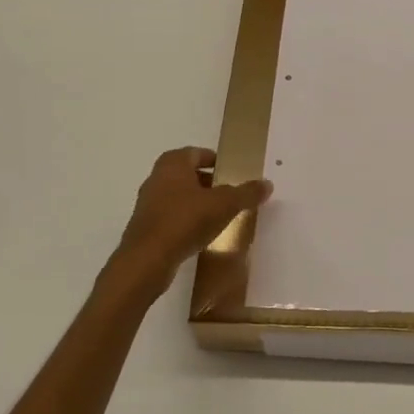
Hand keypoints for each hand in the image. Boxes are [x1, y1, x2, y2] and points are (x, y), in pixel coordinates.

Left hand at [109, 147, 270, 297]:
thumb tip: (267, 184)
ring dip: (198, 203)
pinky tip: (202, 234)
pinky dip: (187, 220)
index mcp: (172, 164)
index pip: (196, 153)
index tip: (231, 171)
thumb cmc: (185, 221)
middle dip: (209, 183)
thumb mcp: (224, 204)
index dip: (215, 160)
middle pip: (187, 174)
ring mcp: (148, 204)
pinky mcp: (146, 227)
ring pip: (179, 196)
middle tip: (230, 194)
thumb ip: (246, 193)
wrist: (147, 260)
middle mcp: (157, 178)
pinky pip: (172, 217)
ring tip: (220, 216)